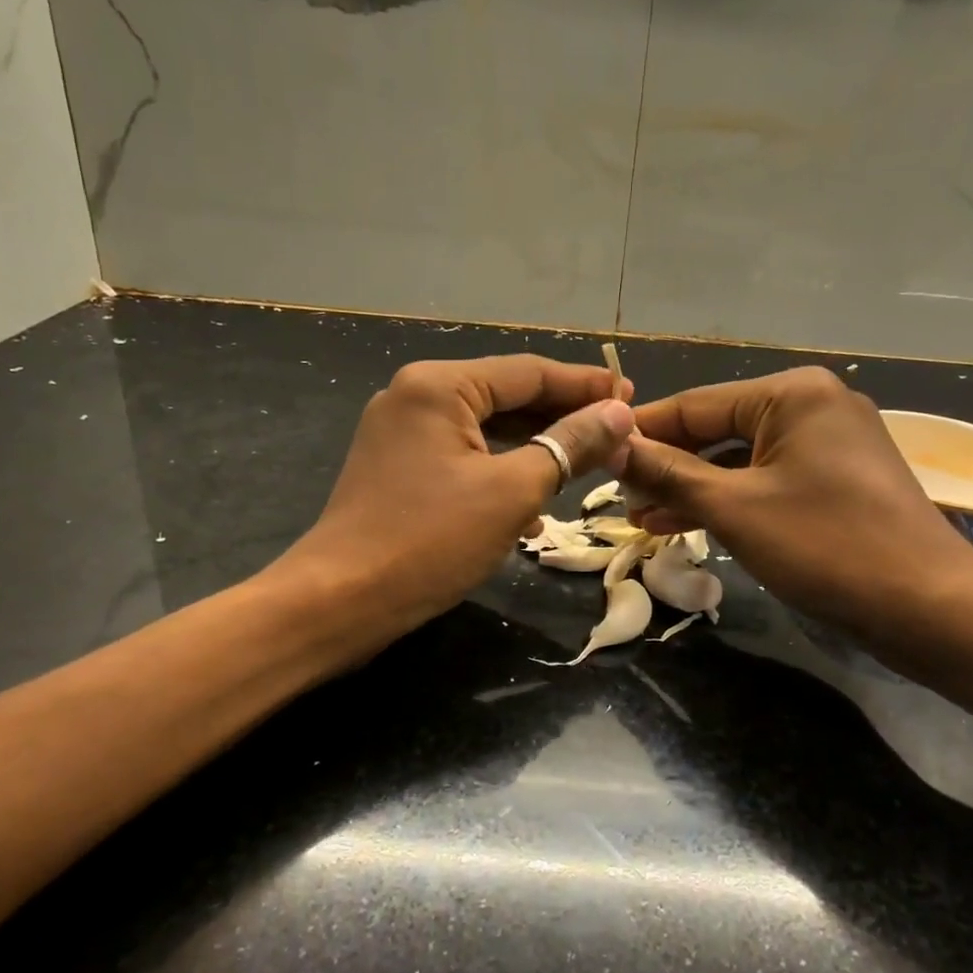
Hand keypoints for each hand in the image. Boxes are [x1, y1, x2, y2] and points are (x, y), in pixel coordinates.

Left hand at [283, 355, 635, 642]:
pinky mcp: (398, 469)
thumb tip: (619, 413)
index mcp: (440, 385)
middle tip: (616, 434)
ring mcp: (402, 434)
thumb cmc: (430, 540)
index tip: (632, 398)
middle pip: (506, 397)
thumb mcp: (512, 491)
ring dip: (535, 451)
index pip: (528, 371)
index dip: (585, 386)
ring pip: (487, 431)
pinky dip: (500, 475)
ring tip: (585, 469)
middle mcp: (416, 396)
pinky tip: (533, 510)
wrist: (340, 601)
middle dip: (562, 419)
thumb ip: (569, 445)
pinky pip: (463, 459)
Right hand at [621, 367, 972, 660]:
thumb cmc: (827, 546)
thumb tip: (612, 446)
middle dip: (666, 468)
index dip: (642, 433)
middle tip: (617, 500)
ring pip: (739, 461)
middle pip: (716, 431)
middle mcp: (811, 406)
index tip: (595, 456)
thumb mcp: (735, 508)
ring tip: (642, 519)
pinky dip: (728, 501)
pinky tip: (686, 524)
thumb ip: (669, 473)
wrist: (930, 608)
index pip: (694, 405)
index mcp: (791, 393)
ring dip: (692, 489)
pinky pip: (766, 482)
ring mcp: (828, 445)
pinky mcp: (836, 482)